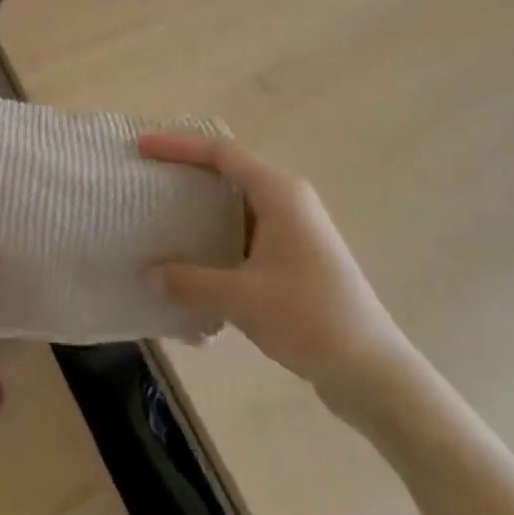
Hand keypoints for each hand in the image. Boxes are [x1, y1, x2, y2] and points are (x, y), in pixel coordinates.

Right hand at [142, 132, 408, 414]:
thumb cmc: (308, 319)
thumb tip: (147, 273)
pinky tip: (194, 255)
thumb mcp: (242, 299)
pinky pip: (247, 227)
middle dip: (187, 169)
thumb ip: (191, 281)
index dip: (178, 145)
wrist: (371, 369)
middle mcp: (288, 198)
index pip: (220, 153)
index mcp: (279, 192)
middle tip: (147, 175)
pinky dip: (218, 232)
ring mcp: (294, 225)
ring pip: (237, 200)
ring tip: (161, 211)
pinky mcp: (295, 252)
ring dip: (202, 204)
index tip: (142, 146)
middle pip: (229, 169)